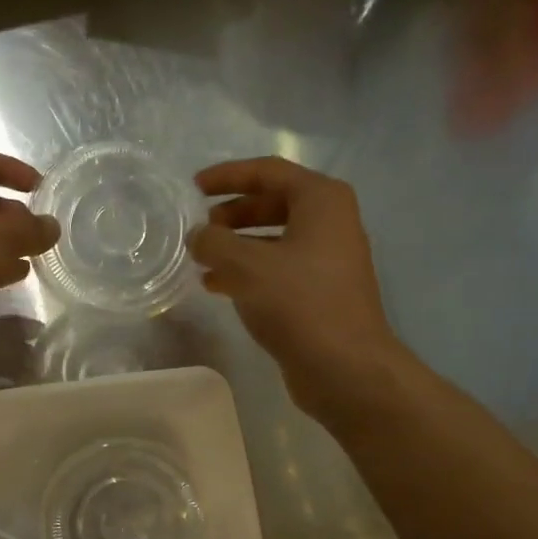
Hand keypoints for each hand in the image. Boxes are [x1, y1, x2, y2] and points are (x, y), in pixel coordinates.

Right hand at [188, 157, 405, 425]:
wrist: (343, 366)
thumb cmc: (298, 303)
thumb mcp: (246, 266)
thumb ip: (214, 243)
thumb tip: (198, 236)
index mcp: (321, 200)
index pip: (268, 172)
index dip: (228, 176)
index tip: (194, 187)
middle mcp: (330, 223)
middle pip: (272, 204)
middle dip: (232, 215)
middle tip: (200, 229)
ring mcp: (327, 260)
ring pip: (273, 241)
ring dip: (236, 247)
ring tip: (201, 261)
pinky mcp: (319, 294)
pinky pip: (277, 270)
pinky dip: (248, 273)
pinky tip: (218, 287)